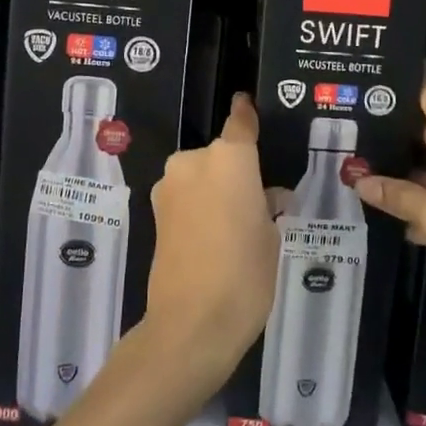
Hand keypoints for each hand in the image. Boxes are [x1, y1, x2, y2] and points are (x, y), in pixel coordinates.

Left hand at [139, 95, 279, 397]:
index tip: (247, 104)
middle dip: (236, 171)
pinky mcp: (155, 211)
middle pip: (220, 154)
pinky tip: (215, 236)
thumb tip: (265, 197)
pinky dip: (200, 205)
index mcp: (229, 159)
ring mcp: (170, 186)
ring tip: (237, 223)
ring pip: (201, 175)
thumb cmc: (245, 274)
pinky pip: (186, 196)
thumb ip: (266, 206)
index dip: (246, 113)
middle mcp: (194, 161)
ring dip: (216, 189)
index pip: (240, 123)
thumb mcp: (270, 237)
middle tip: (258, 199)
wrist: (191, 322)